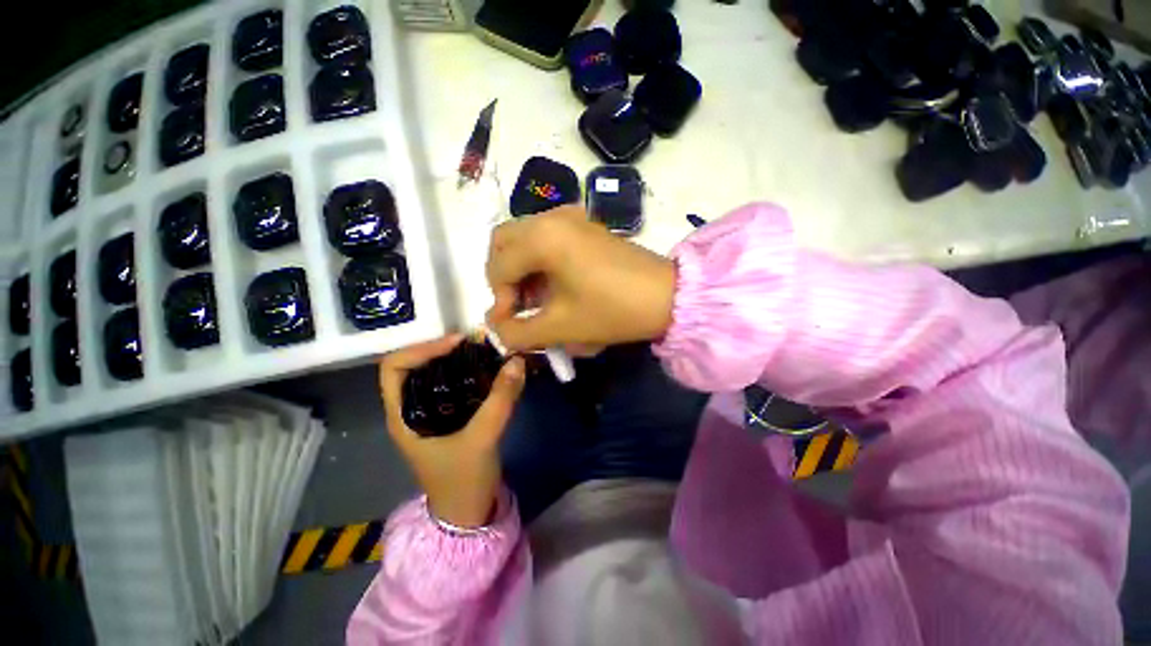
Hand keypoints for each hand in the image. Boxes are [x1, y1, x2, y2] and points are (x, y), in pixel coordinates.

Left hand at [379, 335, 525, 528]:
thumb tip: (517, 361)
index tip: (458, 344)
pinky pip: (454, 386)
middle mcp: (411, 409)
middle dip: (445, 351)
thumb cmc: (463, 481)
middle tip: (477, 345)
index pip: (395, 367)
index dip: (422, 348)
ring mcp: (429, 414)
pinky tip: (490, 372)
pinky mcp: (448, 418)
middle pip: (417, 365)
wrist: (468, 513)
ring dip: (459, 362)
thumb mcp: (482, 439)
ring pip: (437, 375)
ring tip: (485, 354)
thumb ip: (501, 400)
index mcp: (403, 415)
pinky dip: (470, 375)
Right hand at [486, 206, 676, 351]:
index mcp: (542, 238)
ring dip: (521, 269)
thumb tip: (498, 330)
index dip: (499, 299)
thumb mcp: (561, 327)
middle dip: (504, 277)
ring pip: (524, 239)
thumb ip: (518, 333)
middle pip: (504, 243)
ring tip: (537, 300)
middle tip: (518, 304)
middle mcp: (551, 217)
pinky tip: (554, 285)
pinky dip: (540, 260)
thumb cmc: (613, 311)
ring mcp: (570, 217)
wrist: (667, 296)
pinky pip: (547, 238)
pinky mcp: (585, 225)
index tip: (512, 323)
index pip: (498, 267)